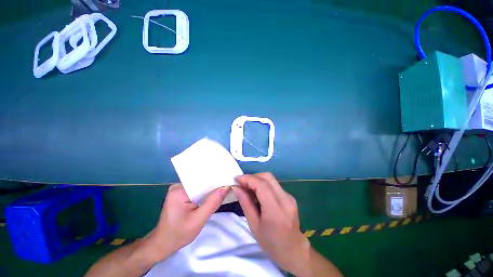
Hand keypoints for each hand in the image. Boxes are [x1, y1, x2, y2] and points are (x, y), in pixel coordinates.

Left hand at [147, 184, 230, 260]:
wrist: (162, 244)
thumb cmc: (178, 234)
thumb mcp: (198, 220)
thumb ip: (213, 203)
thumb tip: (226, 187)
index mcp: (179, 190)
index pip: (202, 179)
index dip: (216, 179)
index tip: (228, 179)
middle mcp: (178, 186)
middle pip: (201, 181)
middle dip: (214, 184)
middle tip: (228, 182)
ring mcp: (179, 189)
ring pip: (200, 186)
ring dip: (210, 188)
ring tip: (224, 186)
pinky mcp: (181, 194)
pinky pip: (197, 190)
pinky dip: (205, 193)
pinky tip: (214, 194)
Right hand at [233, 173, 311, 275]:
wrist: (293, 250)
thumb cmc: (271, 243)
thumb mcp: (254, 225)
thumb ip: (245, 203)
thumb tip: (236, 187)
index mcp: (275, 209)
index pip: (261, 185)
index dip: (248, 179)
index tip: (236, 179)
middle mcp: (285, 199)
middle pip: (267, 177)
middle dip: (252, 177)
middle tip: (242, 184)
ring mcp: (289, 196)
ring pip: (271, 179)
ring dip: (257, 180)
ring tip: (248, 189)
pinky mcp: (289, 196)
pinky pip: (274, 185)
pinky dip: (263, 185)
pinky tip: (258, 194)